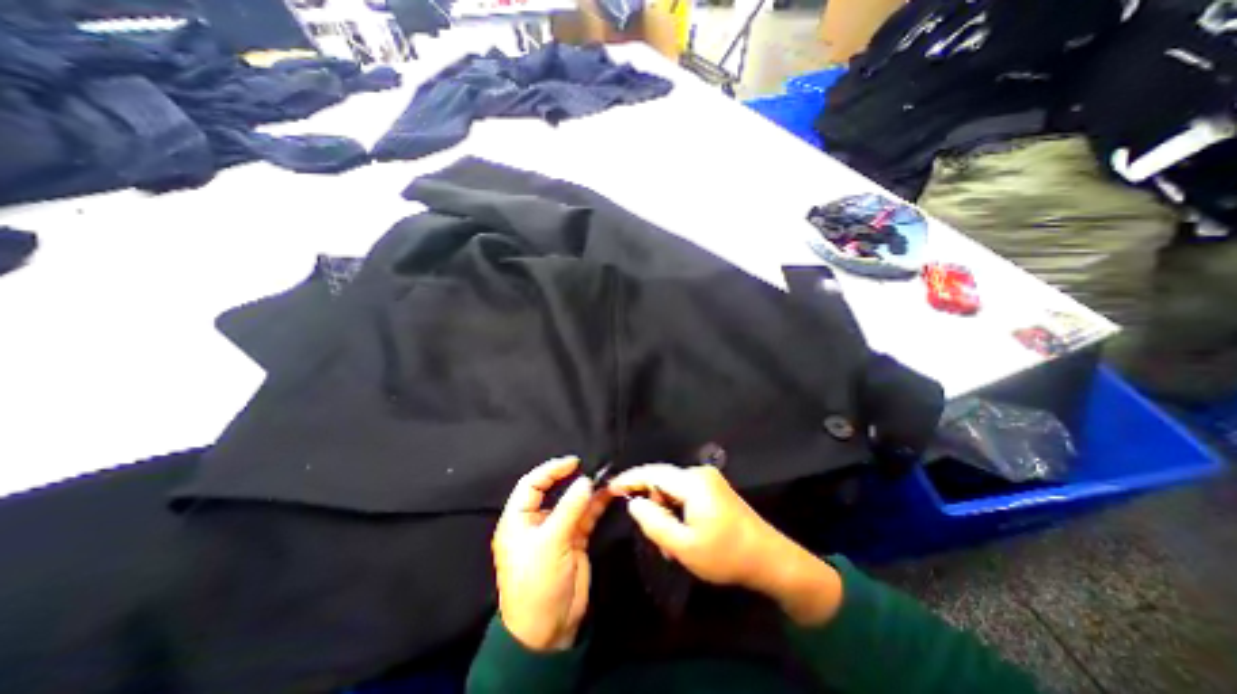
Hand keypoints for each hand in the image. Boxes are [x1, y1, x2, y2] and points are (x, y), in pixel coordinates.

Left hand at [493, 454, 607, 650]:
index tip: (574, 462)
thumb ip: (570, 509)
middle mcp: (536, 521)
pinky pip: (585, 516)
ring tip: (606, 479)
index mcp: (518, 520)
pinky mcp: (574, 540)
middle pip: (554, 491)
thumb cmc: (537, 582)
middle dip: (572, 479)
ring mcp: (557, 530)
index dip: (551, 470)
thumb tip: (586, 481)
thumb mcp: (550, 543)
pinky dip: (596, 506)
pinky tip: (609, 495)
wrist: (548, 630)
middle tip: (592, 469)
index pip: (532, 484)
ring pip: (572, 503)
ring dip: (588, 492)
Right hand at [608, 463, 841, 624]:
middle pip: (662, 481)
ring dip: (665, 510)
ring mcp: (709, 480)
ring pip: (673, 489)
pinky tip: (682, 532)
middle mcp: (699, 474)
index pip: (652, 473)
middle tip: (652, 535)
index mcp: (692, 482)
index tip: (610, 488)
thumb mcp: (684, 546)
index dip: (629, 479)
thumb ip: (654, 522)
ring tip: (670, 542)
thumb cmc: (726, 555)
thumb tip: (634, 502)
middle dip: (651, 503)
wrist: (770, 559)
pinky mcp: (714, 489)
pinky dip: (677, 510)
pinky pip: (685, 493)